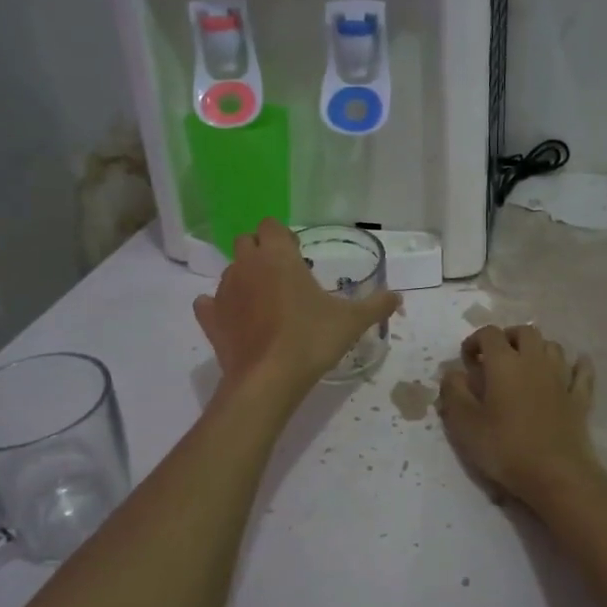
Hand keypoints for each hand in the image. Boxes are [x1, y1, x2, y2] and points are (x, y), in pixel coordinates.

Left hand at [193, 220, 401, 399]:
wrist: (268, 380)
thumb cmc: (310, 339)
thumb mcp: (351, 322)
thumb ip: (375, 305)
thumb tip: (398, 297)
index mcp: (278, 256)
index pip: (271, 225)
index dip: (283, 237)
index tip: (298, 256)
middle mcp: (246, 265)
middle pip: (246, 242)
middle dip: (261, 252)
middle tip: (283, 277)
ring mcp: (223, 292)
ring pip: (230, 272)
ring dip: (245, 280)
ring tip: (266, 305)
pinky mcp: (209, 319)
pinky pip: (209, 303)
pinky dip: (221, 308)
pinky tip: (238, 321)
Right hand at [437, 324, 606, 506]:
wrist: (556, 474)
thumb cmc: (505, 447)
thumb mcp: (464, 424)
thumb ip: (454, 392)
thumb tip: (452, 373)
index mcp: (504, 363)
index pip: (489, 334)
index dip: (475, 341)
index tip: (467, 360)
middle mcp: (535, 361)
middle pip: (525, 332)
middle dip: (508, 338)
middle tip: (495, 358)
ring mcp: (561, 378)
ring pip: (552, 346)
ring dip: (538, 349)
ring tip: (526, 365)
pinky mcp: (580, 398)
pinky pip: (582, 371)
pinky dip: (576, 365)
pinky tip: (574, 368)